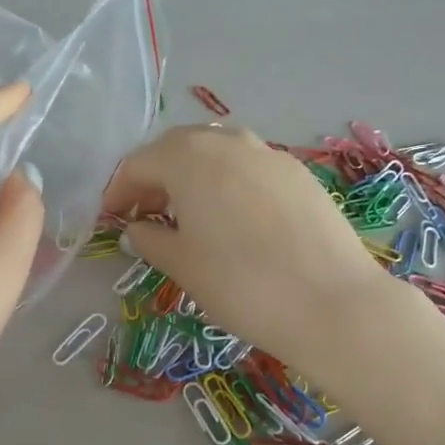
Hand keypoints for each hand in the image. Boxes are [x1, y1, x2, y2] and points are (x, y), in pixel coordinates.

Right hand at [102, 125, 396, 376]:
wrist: (332, 302)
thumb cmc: (242, 284)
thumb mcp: (183, 265)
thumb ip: (150, 239)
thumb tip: (138, 228)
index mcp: (189, 158)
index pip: (139, 163)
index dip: (119, 191)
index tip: (112, 220)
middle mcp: (228, 142)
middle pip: (178, 148)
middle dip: (155, 176)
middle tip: (146, 213)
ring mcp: (269, 154)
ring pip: (217, 152)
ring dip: (193, 176)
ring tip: (189, 215)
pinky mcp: (299, 173)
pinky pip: (249, 167)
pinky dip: (228, 182)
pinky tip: (233, 218)